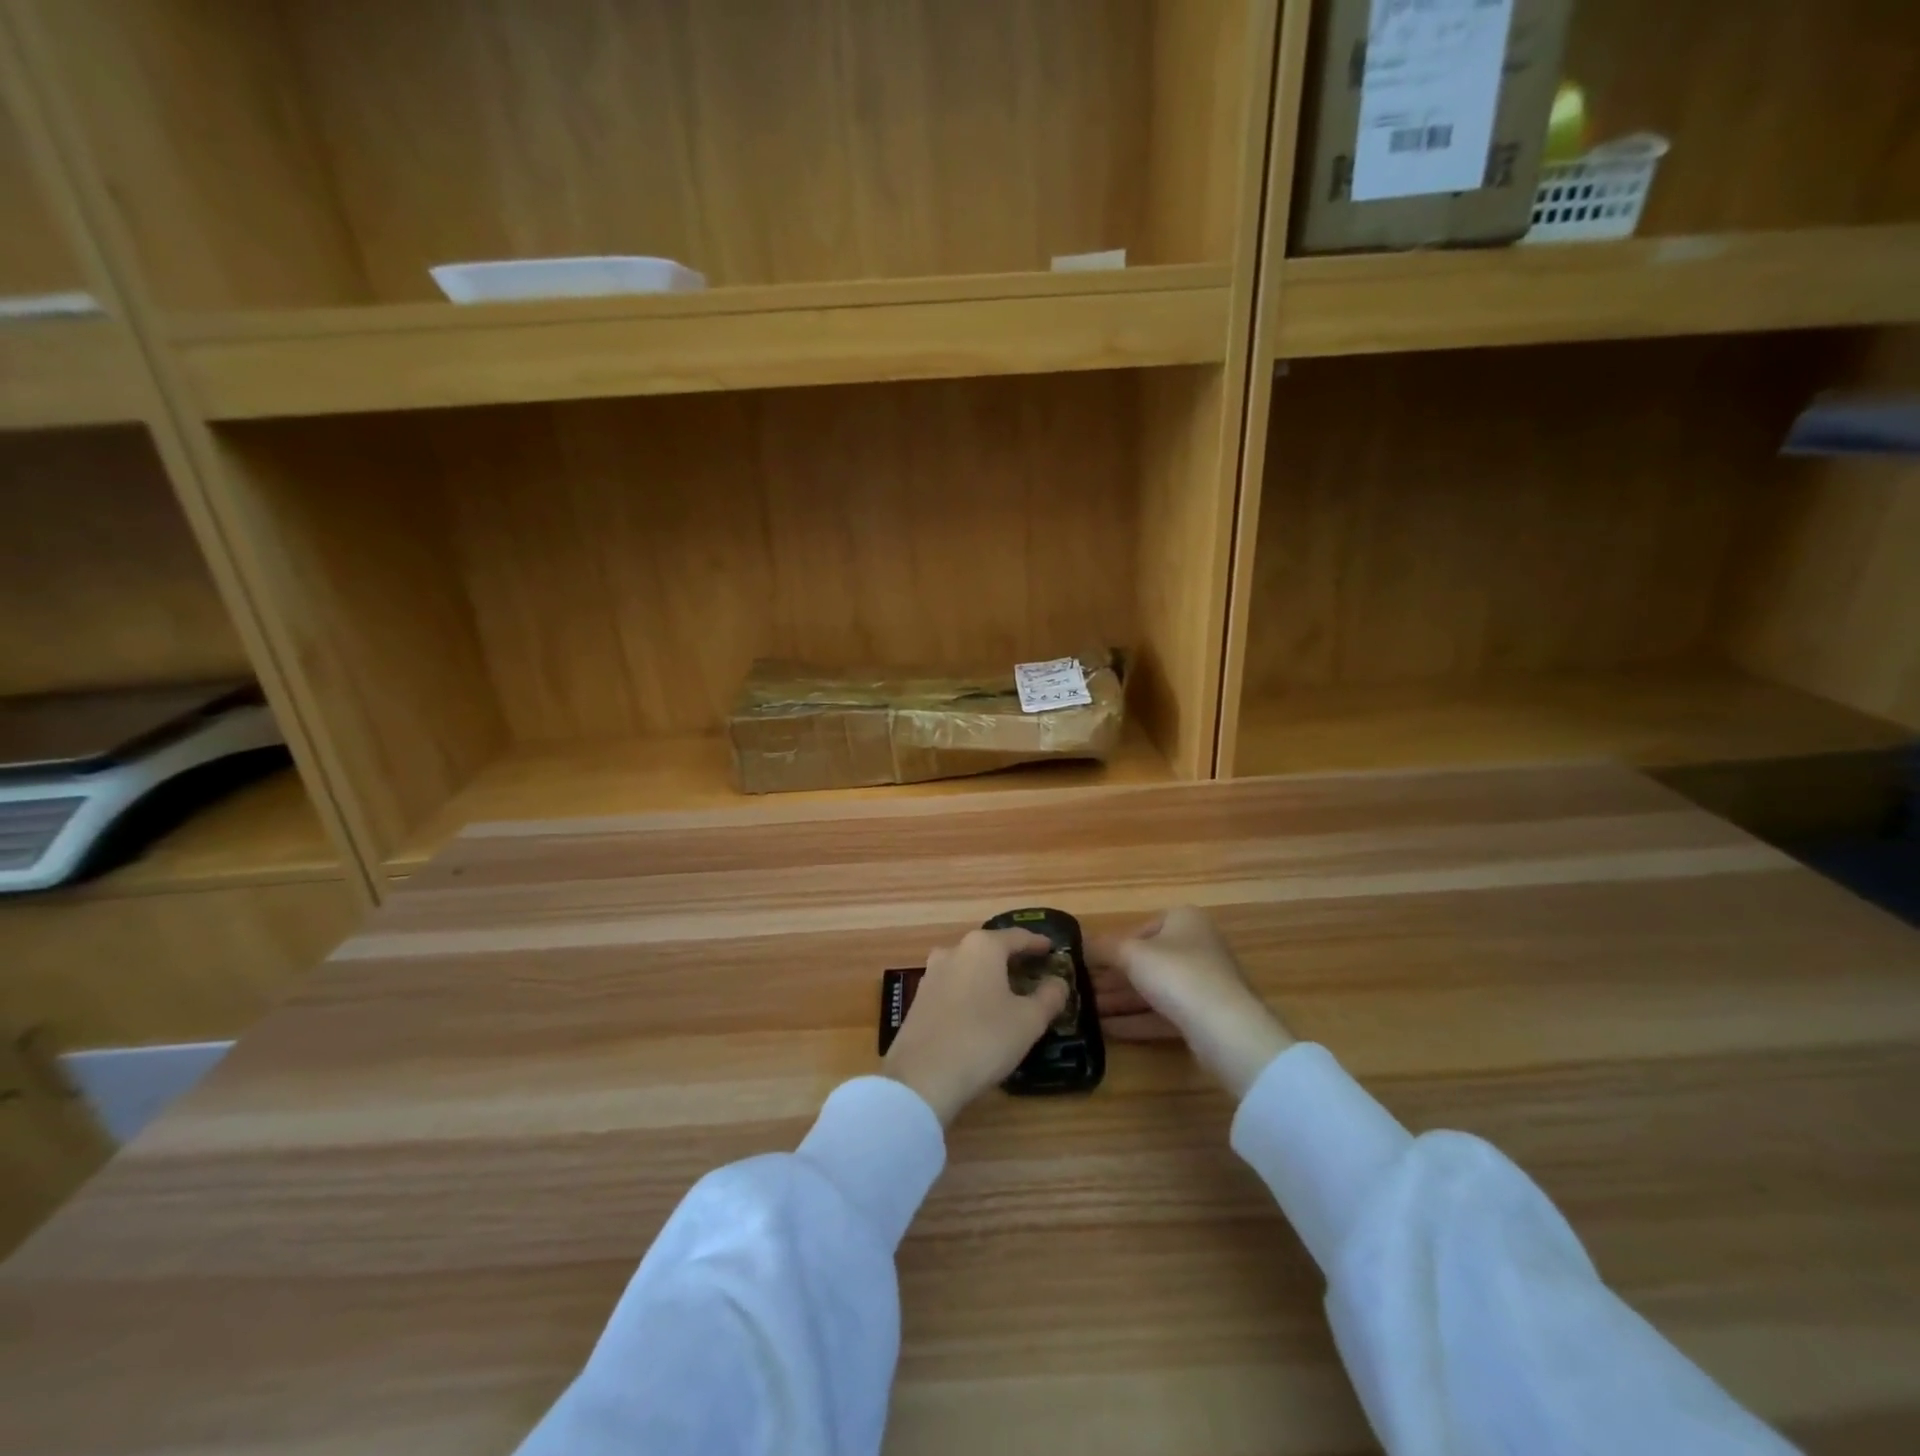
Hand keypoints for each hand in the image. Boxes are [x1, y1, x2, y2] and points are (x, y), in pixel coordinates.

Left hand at [882, 928, 1069, 1124]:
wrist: (922, 1077)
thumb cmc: (983, 1039)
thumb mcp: (1029, 1021)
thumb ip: (1049, 996)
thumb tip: (1058, 981)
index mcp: (982, 947)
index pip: (1017, 937)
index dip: (1037, 943)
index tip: (1051, 948)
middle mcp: (954, 951)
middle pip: (990, 948)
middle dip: (1012, 958)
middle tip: (1032, 971)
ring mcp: (931, 974)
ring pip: (969, 967)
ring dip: (989, 975)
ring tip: (1008, 992)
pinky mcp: (919, 999)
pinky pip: (953, 986)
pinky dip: (971, 991)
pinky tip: (980, 1011)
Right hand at [1090, 908, 1294, 1097]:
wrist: (1226, 1029)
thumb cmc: (1176, 974)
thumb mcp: (1130, 954)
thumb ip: (1102, 947)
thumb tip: (1077, 941)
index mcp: (1184, 920)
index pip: (1140, 929)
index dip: (1112, 946)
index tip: (1088, 963)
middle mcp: (1197, 946)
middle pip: (1146, 961)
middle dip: (1113, 978)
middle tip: (1082, 991)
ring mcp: (1203, 983)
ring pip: (1153, 990)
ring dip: (1120, 1001)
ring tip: (1087, 1013)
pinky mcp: (1204, 1017)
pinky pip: (1163, 1014)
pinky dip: (1137, 1020)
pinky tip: (1107, 1030)